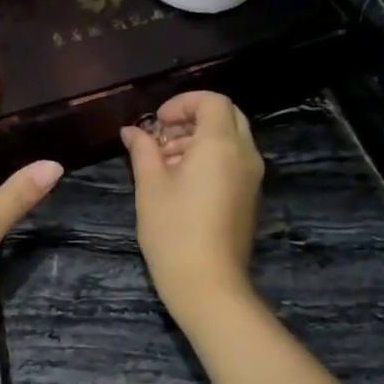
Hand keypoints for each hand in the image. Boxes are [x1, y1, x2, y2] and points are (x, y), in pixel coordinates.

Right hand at [120, 91, 264, 326]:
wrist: (207, 282)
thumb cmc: (173, 230)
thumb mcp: (150, 185)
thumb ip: (142, 150)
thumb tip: (132, 131)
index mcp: (221, 144)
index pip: (211, 101)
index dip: (182, 103)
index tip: (156, 122)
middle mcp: (244, 154)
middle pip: (226, 115)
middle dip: (192, 118)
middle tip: (161, 137)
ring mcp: (251, 176)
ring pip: (230, 138)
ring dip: (198, 139)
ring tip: (164, 162)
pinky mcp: (249, 196)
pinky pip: (233, 160)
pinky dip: (210, 158)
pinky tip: (180, 182)